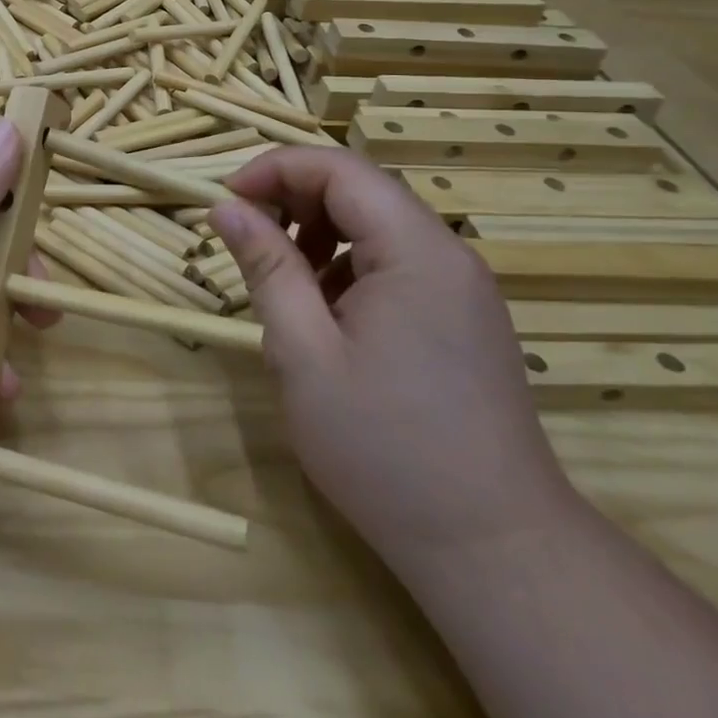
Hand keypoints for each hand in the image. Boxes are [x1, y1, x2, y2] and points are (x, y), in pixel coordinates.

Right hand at [209, 148, 578, 574]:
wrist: (493, 548)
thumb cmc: (384, 448)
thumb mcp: (303, 353)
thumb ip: (265, 268)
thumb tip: (226, 207)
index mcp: (415, 251)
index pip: (339, 169)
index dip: (274, 169)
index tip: (225, 200)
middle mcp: (447, 255)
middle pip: (360, 190)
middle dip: (293, 199)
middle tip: (245, 239)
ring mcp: (461, 287)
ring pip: (376, 225)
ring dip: (317, 233)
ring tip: (281, 282)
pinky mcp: (461, 317)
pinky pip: (395, 262)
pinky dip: (346, 266)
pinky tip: (324, 315)